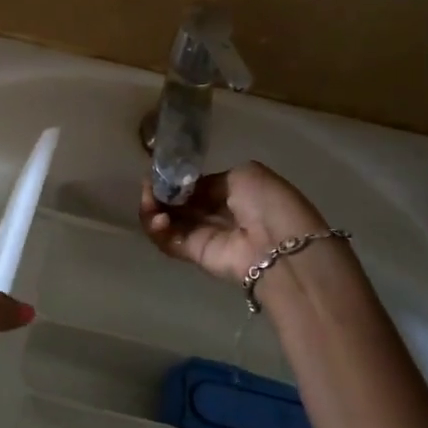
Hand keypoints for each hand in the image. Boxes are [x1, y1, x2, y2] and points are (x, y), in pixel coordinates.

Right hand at [140, 161, 328, 284]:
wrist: (280, 246)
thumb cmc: (268, 203)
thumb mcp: (243, 175)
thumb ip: (210, 180)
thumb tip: (187, 189)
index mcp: (232, 192)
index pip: (195, 185)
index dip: (175, 179)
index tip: (159, 172)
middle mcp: (216, 213)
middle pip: (177, 203)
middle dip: (159, 192)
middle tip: (148, 186)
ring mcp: (204, 235)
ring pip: (167, 222)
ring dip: (153, 210)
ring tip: (150, 202)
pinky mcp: (195, 255)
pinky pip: (168, 241)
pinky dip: (156, 230)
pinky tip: (158, 218)